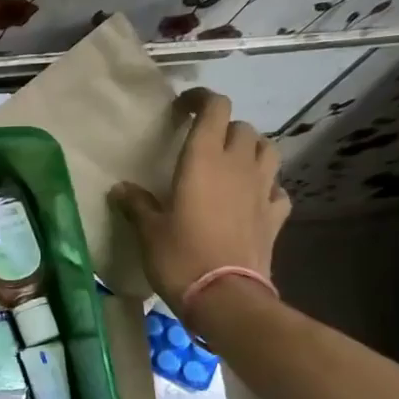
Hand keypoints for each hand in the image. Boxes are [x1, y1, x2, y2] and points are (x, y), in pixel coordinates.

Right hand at [109, 87, 290, 310]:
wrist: (225, 297)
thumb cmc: (180, 257)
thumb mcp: (149, 231)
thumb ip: (136, 204)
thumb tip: (120, 189)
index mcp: (204, 159)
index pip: (215, 108)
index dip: (201, 100)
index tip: (184, 108)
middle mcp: (238, 165)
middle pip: (242, 128)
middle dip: (224, 129)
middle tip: (204, 145)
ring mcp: (262, 190)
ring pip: (267, 150)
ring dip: (251, 150)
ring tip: (233, 164)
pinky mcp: (275, 216)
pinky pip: (277, 189)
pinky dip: (267, 187)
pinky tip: (253, 198)